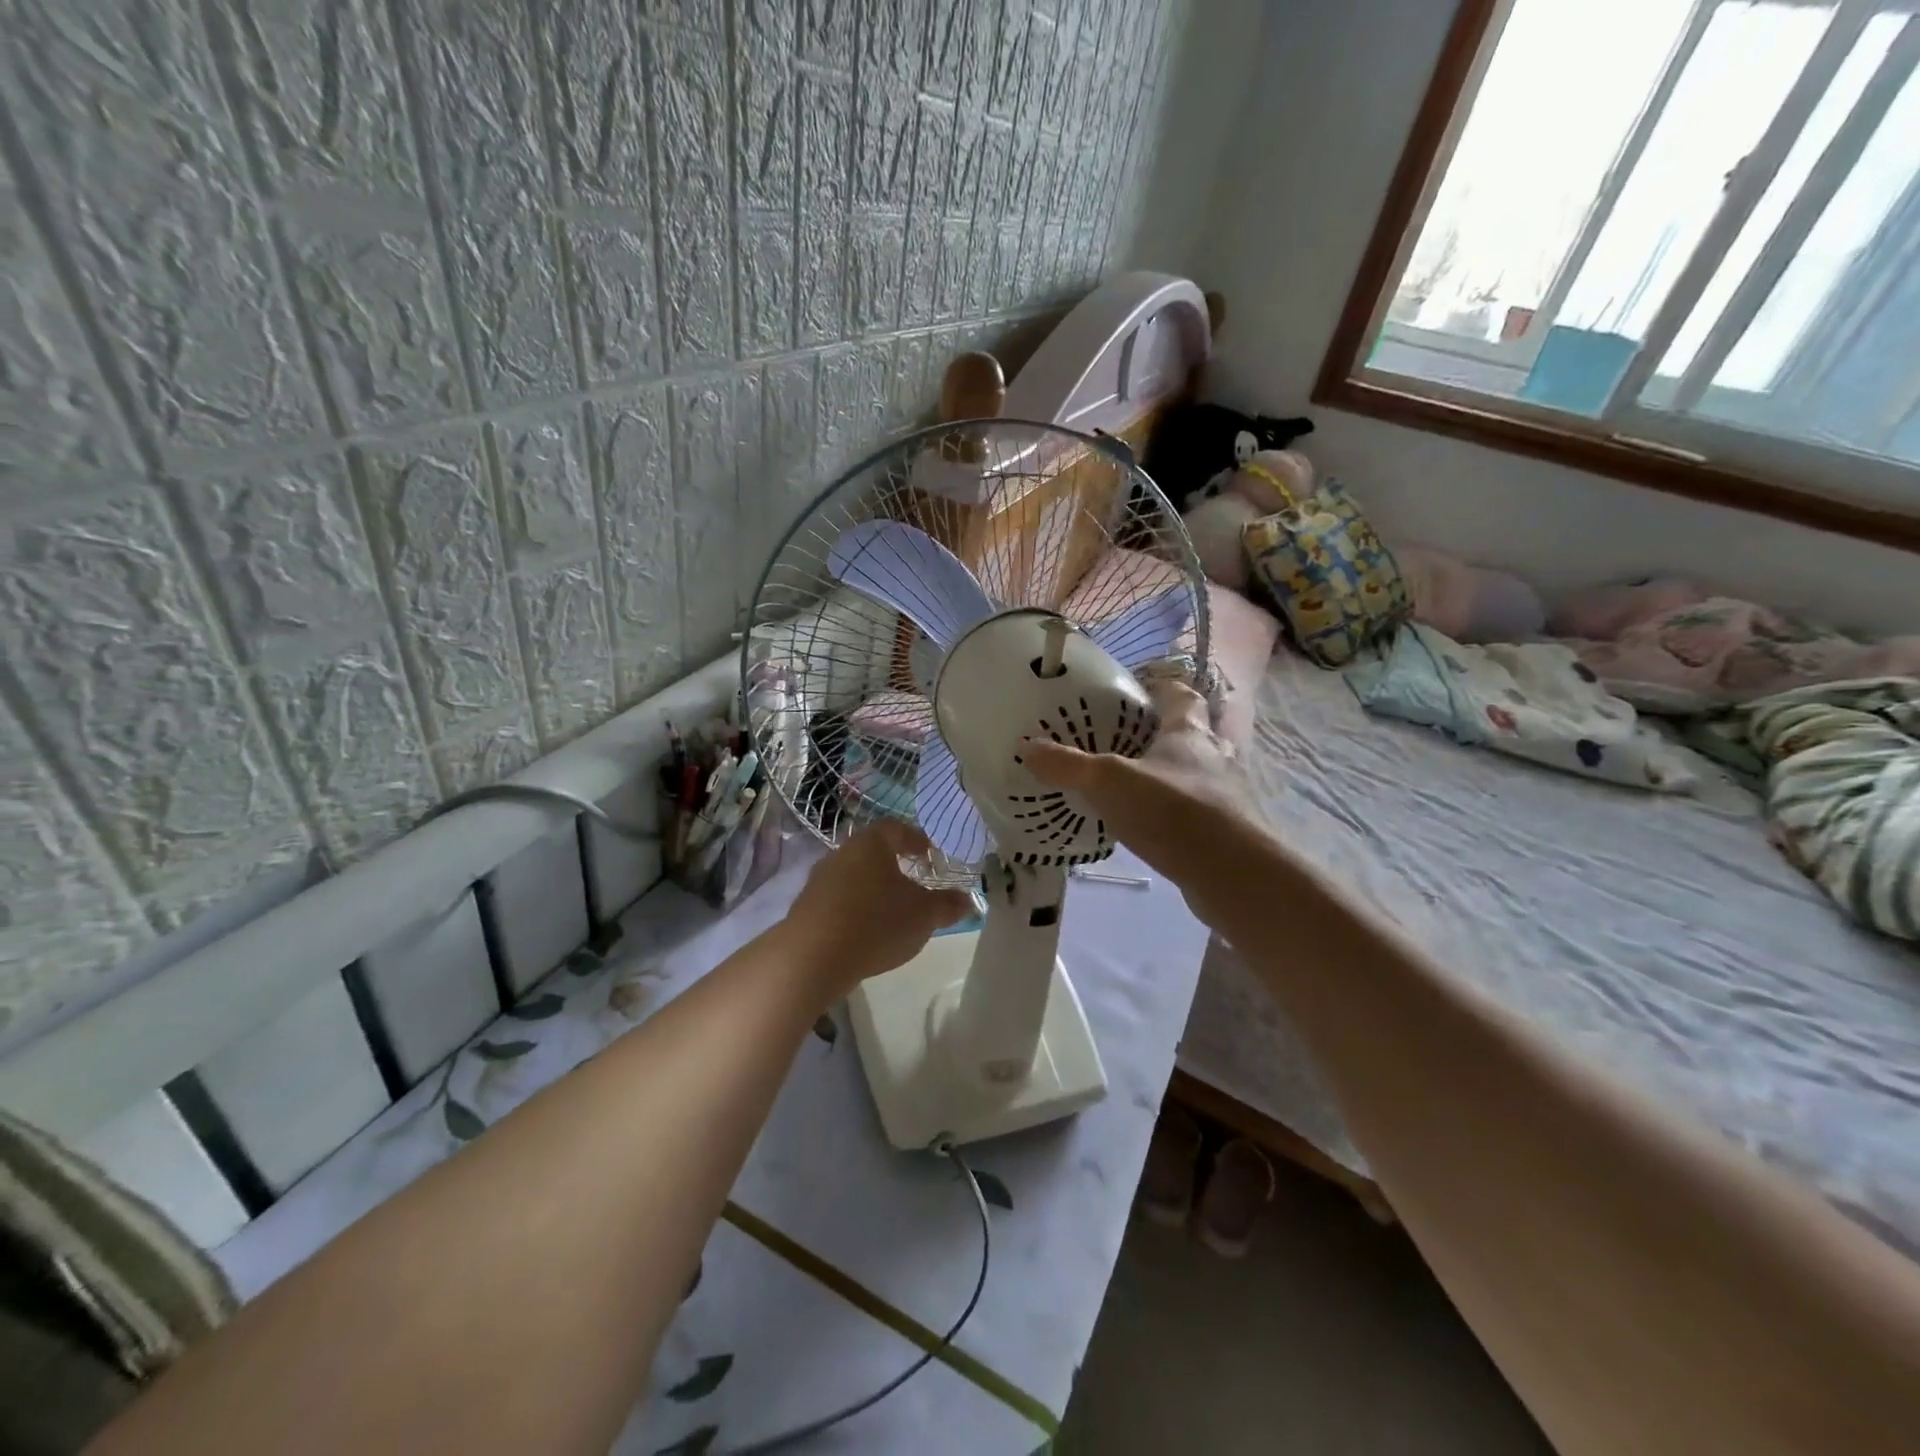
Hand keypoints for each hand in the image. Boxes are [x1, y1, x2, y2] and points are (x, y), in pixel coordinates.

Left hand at [784, 820, 974, 1002]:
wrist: (812, 957)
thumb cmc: (876, 922)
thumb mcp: (923, 915)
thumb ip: (947, 905)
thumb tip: (968, 900)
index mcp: (871, 843)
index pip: (896, 828)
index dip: (916, 839)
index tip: (929, 854)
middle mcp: (842, 852)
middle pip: (873, 851)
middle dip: (894, 864)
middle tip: (914, 881)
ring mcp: (820, 879)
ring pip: (855, 875)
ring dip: (873, 888)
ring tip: (892, 909)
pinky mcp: (807, 906)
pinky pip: (839, 899)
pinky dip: (855, 907)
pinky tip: (866, 928)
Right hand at [1022, 680, 1248, 888]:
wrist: (1231, 873)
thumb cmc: (1172, 810)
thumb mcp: (1109, 782)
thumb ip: (1068, 765)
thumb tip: (1026, 746)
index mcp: (1188, 732)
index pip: (1181, 695)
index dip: (1162, 687)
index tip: (1139, 688)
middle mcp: (1213, 756)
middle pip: (1195, 731)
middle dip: (1168, 731)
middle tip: (1130, 738)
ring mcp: (1225, 794)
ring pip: (1199, 772)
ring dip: (1175, 772)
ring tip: (1138, 782)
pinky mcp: (1227, 829)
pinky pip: (1199, 809)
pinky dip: (1177, 810)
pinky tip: (1152, 824)